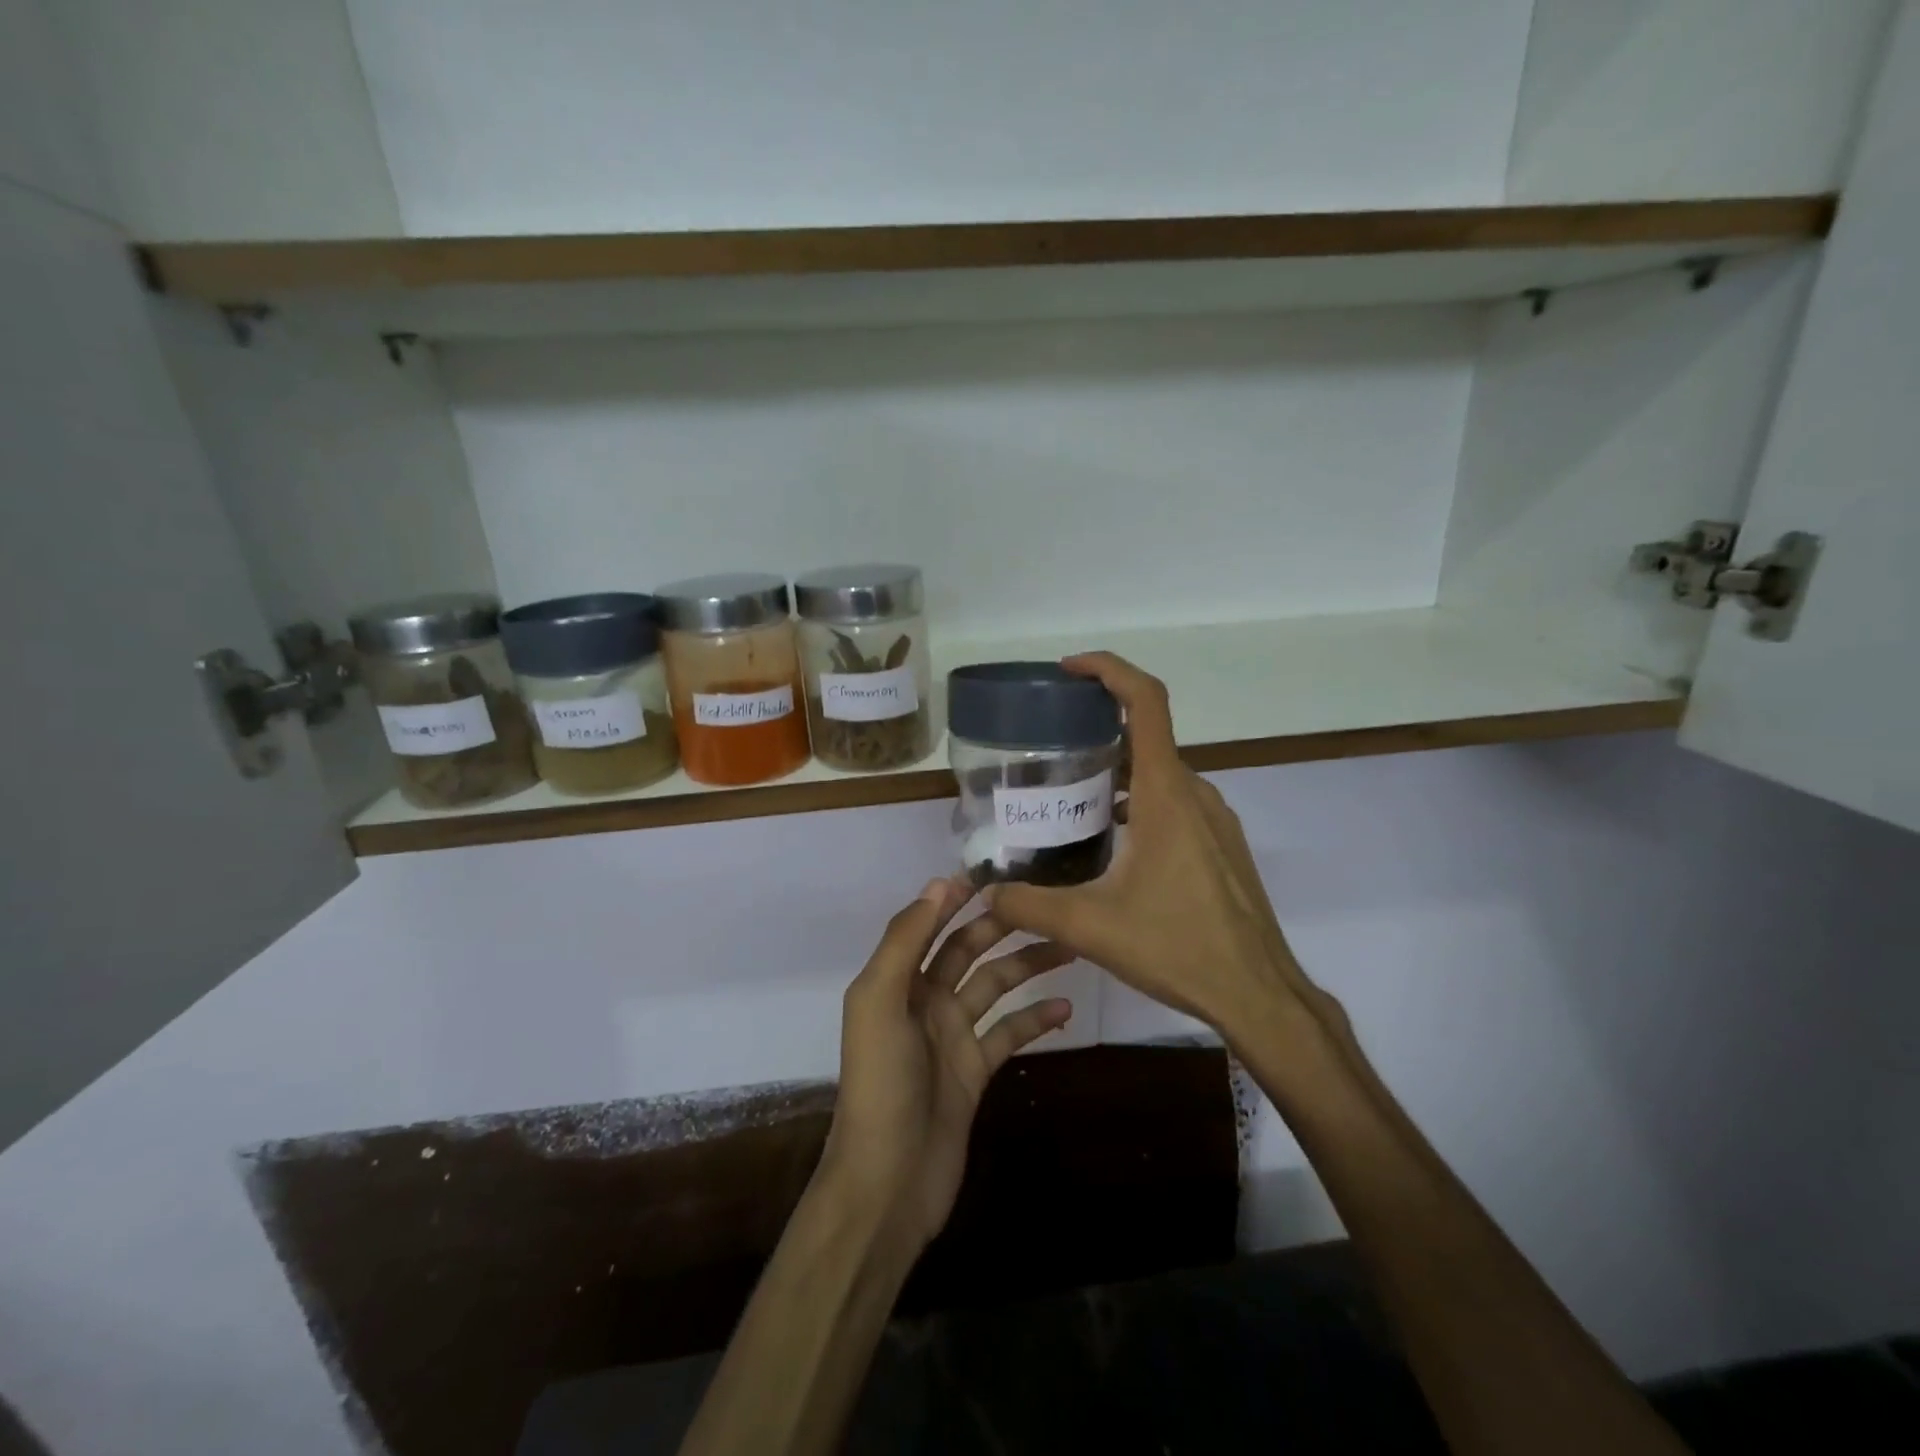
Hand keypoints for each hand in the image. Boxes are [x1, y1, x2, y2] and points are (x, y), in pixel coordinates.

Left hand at [817, 879, 1073, 1254]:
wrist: (888, 1181)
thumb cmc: (880, 1084)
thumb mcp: (880, 1002)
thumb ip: (906, 941)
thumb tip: (939, 883)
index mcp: (896, 980)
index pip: (929, 924)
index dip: (956, 897)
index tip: (997, 873)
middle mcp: (923, 1000)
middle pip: (966, 950)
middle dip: (1001, 926)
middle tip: (1047, 904)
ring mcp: (951, 1035)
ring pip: (994, 986)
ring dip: (1028, 966)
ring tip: (1070, 946)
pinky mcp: (974, 1070)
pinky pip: (1009, 1033)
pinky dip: (1035, 1019)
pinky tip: (1067, 1008)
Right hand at [984, 653, 1347, 1055]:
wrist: (1259, 994)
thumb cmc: (1179, 947)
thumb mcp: (1091, 926)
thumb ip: (1029, 905)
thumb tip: (985, 894)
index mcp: (1166, 793)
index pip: (1145, 701)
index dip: (1109, 670)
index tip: (1069, 670)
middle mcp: (1195, 793)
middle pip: (1145, 736)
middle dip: (1097, 730)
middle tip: (1048, 748)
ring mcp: (1215, 819)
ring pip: (1160, 774)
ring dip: (1117, 772)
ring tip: (1070, 797)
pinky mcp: (1221, 845)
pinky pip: (1176, 802)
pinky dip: (1140, 801)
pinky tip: (1111, 843)